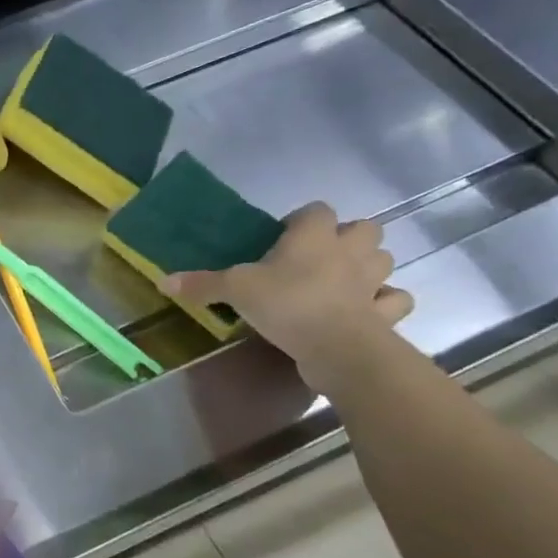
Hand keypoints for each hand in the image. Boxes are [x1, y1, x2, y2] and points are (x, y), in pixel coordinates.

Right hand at [162, 202, 413, 390]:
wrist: (337, 348)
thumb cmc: (287, 304)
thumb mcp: (235, 290)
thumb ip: (203, 284)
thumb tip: (163, 281)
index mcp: (314, 236)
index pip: (316, 210)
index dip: (302, 220)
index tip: (283, 238)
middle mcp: (349, 250)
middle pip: (365, 228)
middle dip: (348, 238)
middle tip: (319, 256)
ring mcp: (373, 281)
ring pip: (384, 260)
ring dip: (369, 266)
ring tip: (343, 281)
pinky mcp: (385, 312)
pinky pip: (394, 301)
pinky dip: (384, 303)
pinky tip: (367, 310)